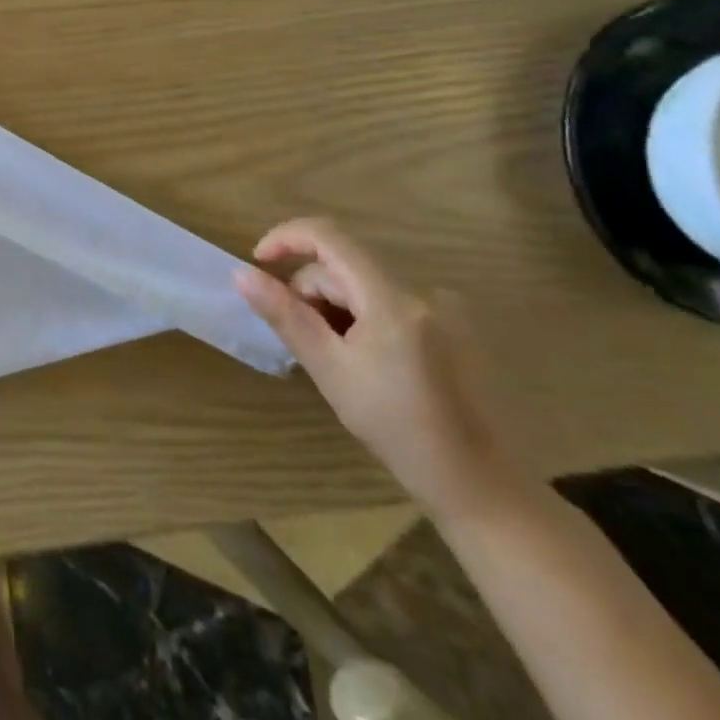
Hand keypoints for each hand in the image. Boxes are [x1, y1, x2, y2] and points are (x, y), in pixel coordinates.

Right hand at [233, 217, 521, 521]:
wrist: (478, 484)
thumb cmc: (396, 428)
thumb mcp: (328, 369)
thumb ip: (284, 315)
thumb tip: (241, 273)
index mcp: (392, 299)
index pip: (329, 236)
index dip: (286, 239)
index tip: (258, 264)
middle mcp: (422, 290)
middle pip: (343, 266)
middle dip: (311, 292)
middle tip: (305, 342)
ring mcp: (443, 307)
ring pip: (363, 284)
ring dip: (336, 307)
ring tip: (340, 358)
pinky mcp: (452, 324)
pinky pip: (389, 300)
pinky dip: (364, 317)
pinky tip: (369, 361)